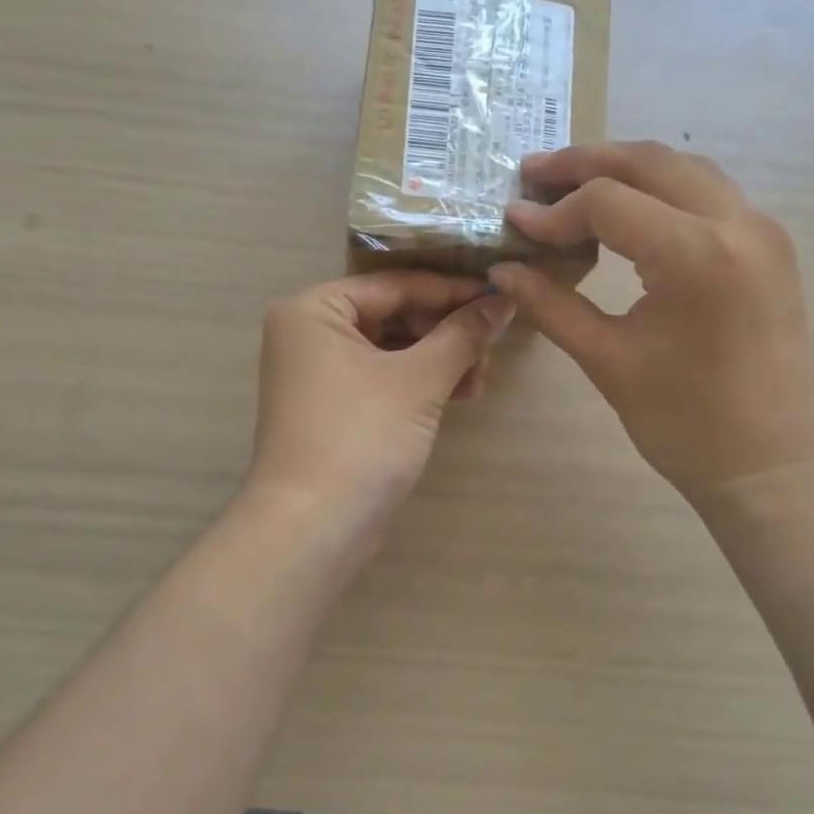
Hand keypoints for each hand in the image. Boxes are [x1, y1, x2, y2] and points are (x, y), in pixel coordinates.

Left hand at [248, 272, 515, 523]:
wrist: (312, 528)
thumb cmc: (360, 437)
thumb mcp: (418, 380)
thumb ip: (462, 334)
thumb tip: (503, 300)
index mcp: (315, 310)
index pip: (395, 285)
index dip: (452, 291)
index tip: (501, 296)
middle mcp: (310, 333)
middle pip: (394, 315)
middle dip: (446, 331)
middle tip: (492, 347)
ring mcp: (320, 374)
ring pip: (393, 349)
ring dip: (440, 359)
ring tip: (481, 379)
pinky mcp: (334, 408)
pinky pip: (384, 378)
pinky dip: (420, 383)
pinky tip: (462, 395)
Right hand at [489, 141, 813, 508]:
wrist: (770, 465)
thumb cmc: (685, 423)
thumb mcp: (607, 359)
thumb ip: (551, 304)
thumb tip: (501, 270)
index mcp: (696, 254)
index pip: (608, 202)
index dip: (553, 211)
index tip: (513, 223)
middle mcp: (738, 223)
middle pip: (650, 162)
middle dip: (586, 162)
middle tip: (534, 175)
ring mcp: (762, 230)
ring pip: (684, 169)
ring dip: (627, 168)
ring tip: (573, 184)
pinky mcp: (770, 247)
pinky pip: (709, 194)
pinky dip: (661, 189)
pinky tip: (628, 210)